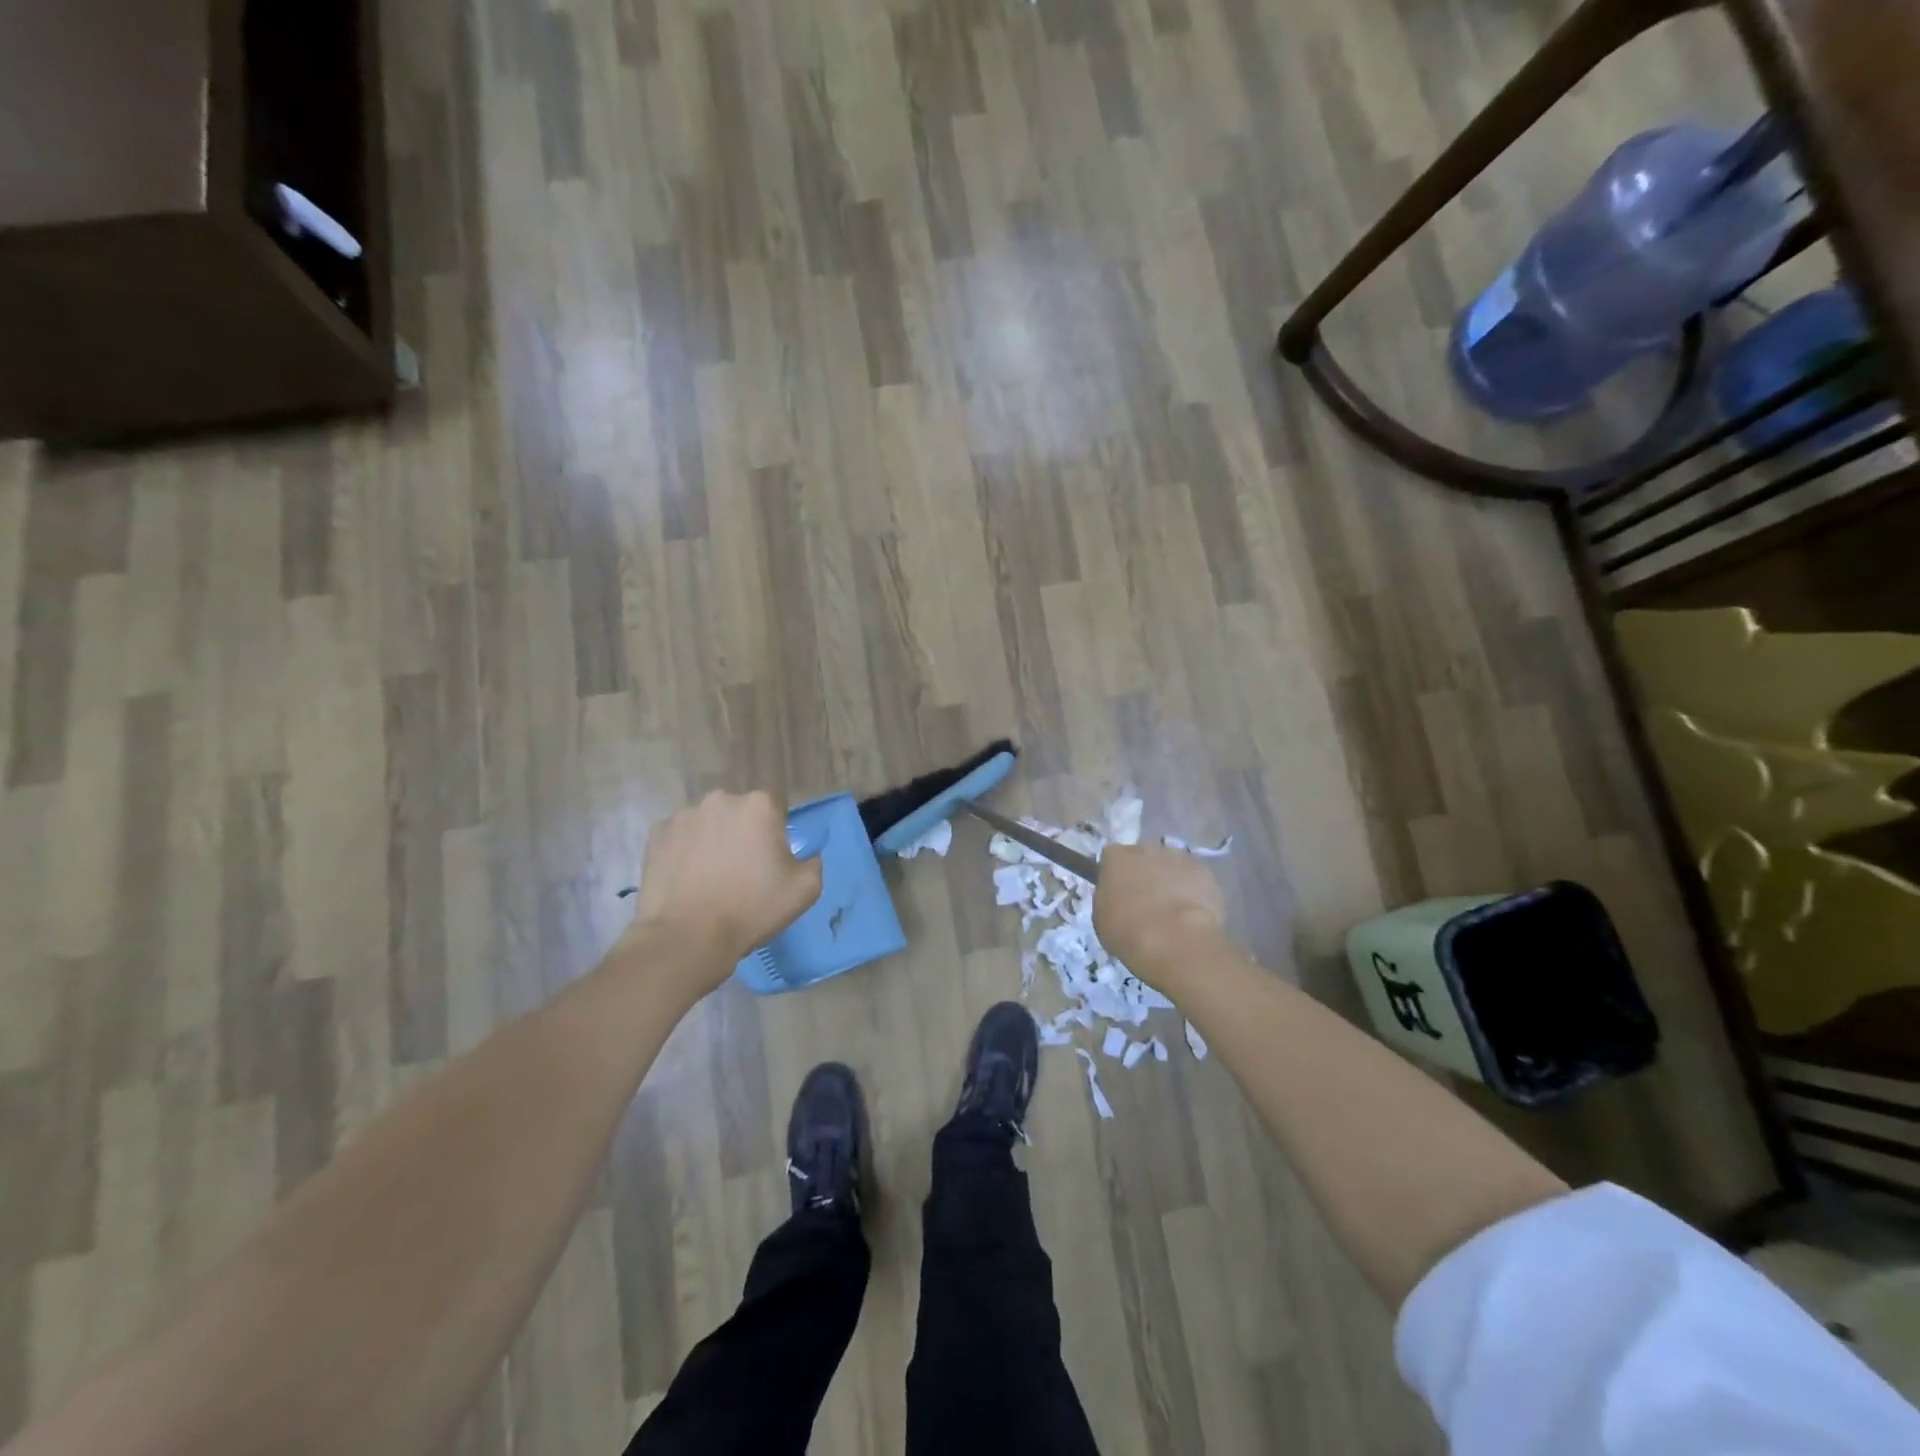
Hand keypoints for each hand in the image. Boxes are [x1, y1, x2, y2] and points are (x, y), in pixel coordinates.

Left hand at [624, 791, 822, 992]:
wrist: (687, 937)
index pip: (776, 810)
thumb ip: (814, 861)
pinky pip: (680, 838)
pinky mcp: (655, 835)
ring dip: (713, 841)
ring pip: (708, 824)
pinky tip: (687, 880)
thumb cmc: (752, 909)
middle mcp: (721, 800)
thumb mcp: (806, 889)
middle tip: (742, 870)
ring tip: (710, 878)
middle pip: (740, 813)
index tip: (771, 862)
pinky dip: (685, 851)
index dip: (776, 835)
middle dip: (743, 834)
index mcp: (759, 805)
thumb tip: (804, 854)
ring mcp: (683, 815)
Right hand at [1094, 843, 1227, 993]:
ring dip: (1170, 880)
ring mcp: (1178, 857)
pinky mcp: (1204, 871)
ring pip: (1172, 865)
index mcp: (1116, 857)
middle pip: (1144, 856)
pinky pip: (1195, 878)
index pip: (1112, 857)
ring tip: (1173, 909)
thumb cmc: (1128, 931)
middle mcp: (1146, 849)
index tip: (1118, 892)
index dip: (1116, 874)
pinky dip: (1193, 891)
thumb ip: (1109, 898)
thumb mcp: (1102, 918)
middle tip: (1146, 901)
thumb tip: (1119, 897)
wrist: (1174, 941)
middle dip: (1145, 874)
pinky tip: (1193, 913)